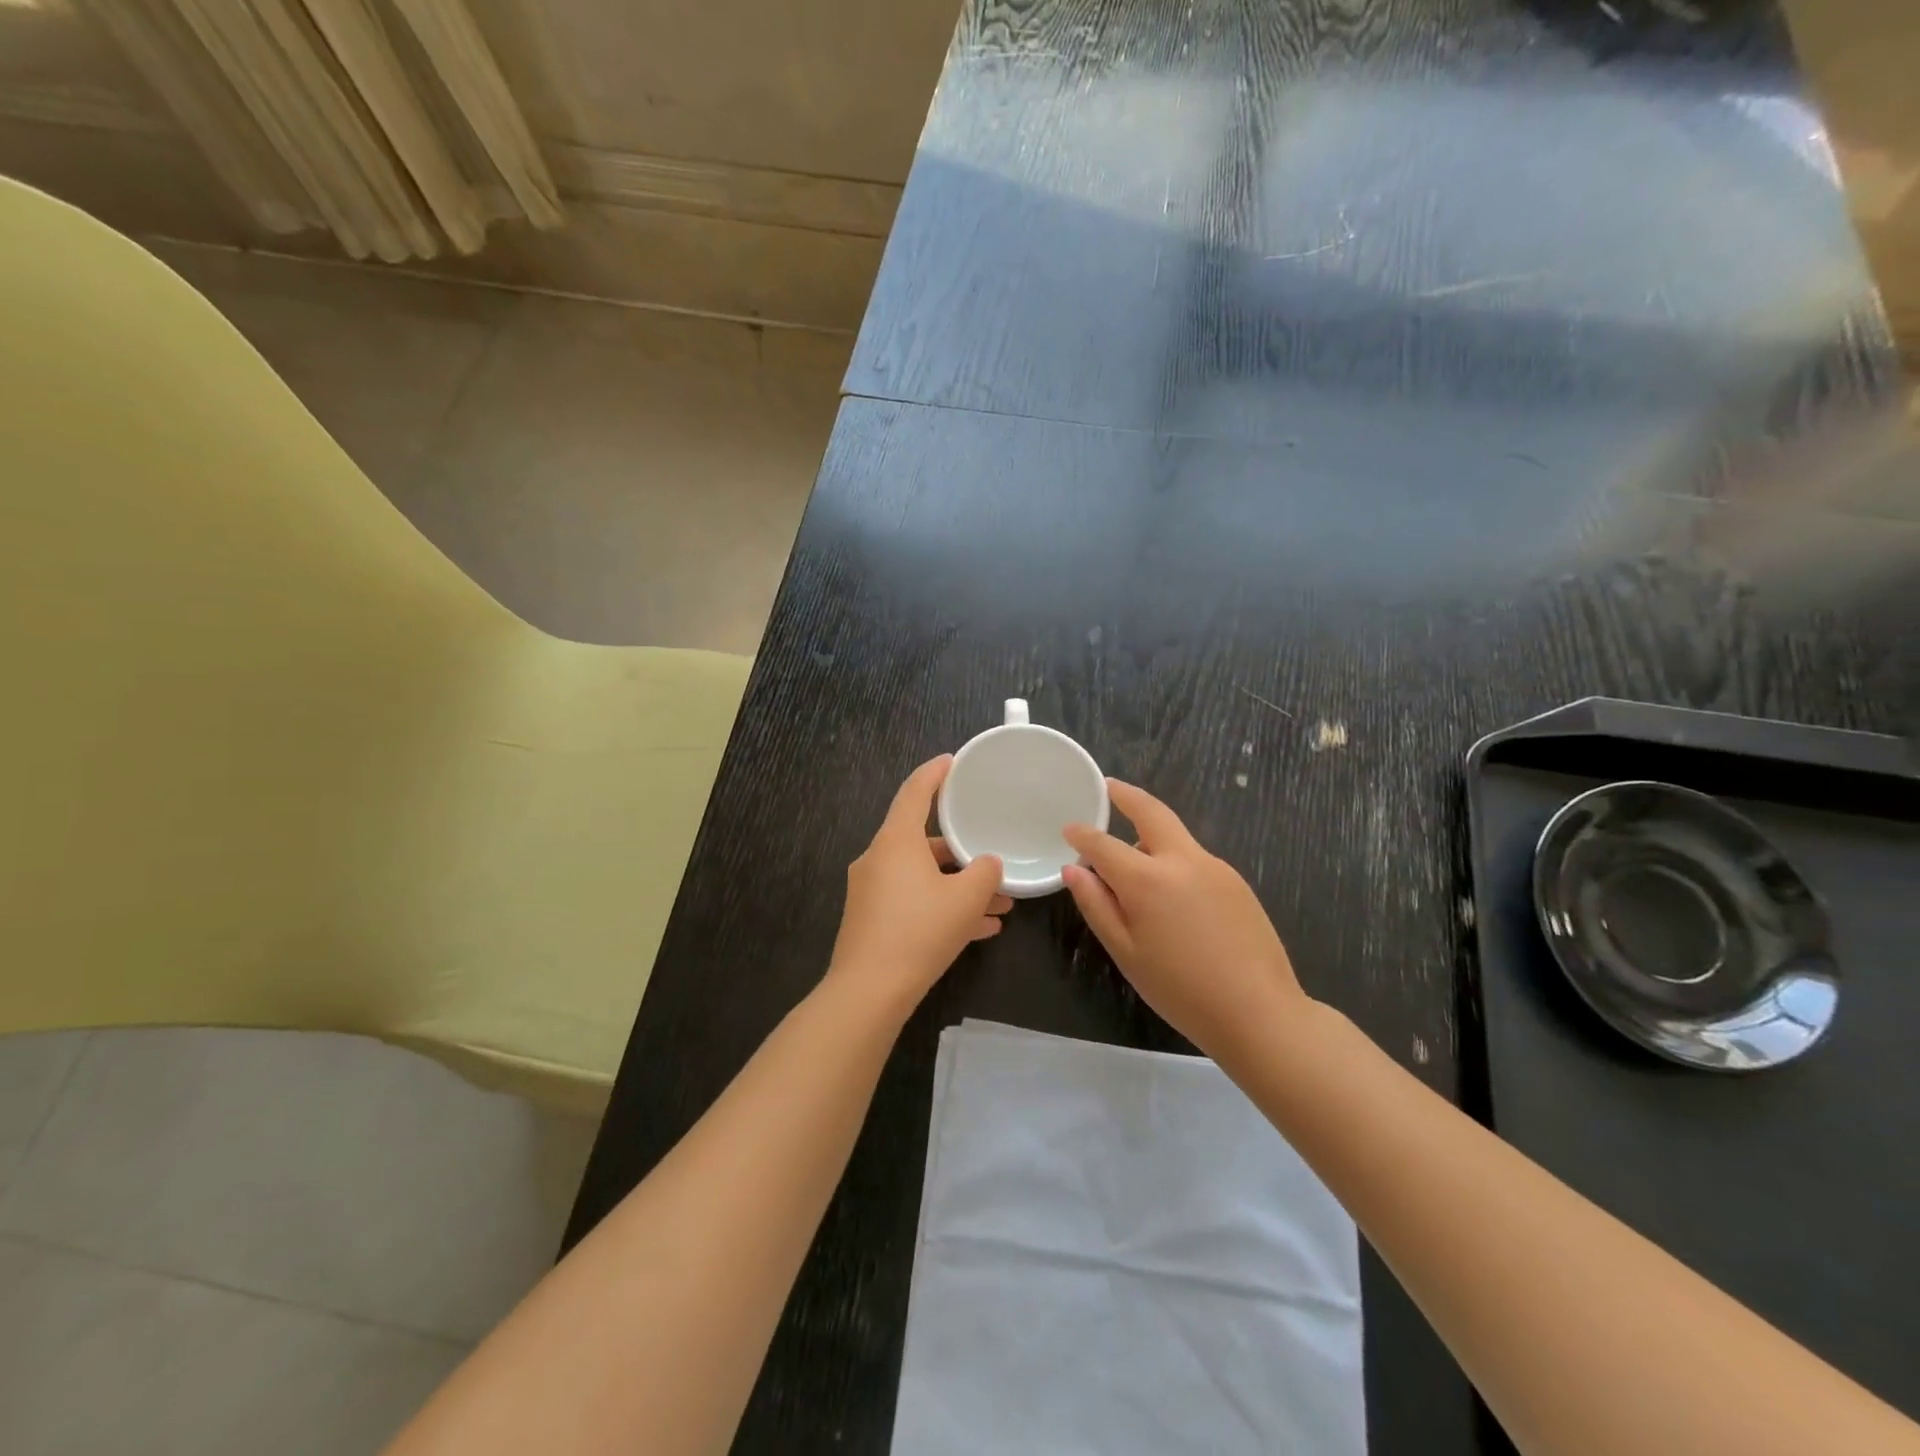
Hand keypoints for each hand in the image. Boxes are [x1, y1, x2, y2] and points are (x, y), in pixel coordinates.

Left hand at [825, 756, 1009, 1017]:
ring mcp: (872, 890)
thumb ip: (984, 873)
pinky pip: (914, 902)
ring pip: (924, 877)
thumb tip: (987, 864)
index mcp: (895, 841)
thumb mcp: (965, 899)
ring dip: (959, 887)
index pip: (915, 792)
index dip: (935, 773)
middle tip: (992, 854)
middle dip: (962, 852)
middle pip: (924, 841)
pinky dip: (942, 907)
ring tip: (1000, 904)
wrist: (869, 992)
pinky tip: (980, 930)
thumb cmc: (919, 931)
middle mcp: (879, 858)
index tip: (952, 761)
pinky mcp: (872, 919)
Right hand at [1063, 779, 1308, 1058]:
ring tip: (1133, 868)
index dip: (1082, 834)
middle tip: (1109, 787)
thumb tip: (1073, 869)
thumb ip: (1096, 905)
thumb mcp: (1126, 952)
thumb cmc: (1180, 990)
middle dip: (1126, 795)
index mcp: (1148, 880)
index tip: (1069, 829)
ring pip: (1175, 836)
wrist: (1259, 1013)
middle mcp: (1183, 860)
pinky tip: (1173, 897)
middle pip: (1151, 811)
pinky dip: (1173, 860)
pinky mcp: (1237, 881)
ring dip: (1150, 836)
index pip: (1104, 844)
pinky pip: (1195, 858)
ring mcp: (1215, 867)